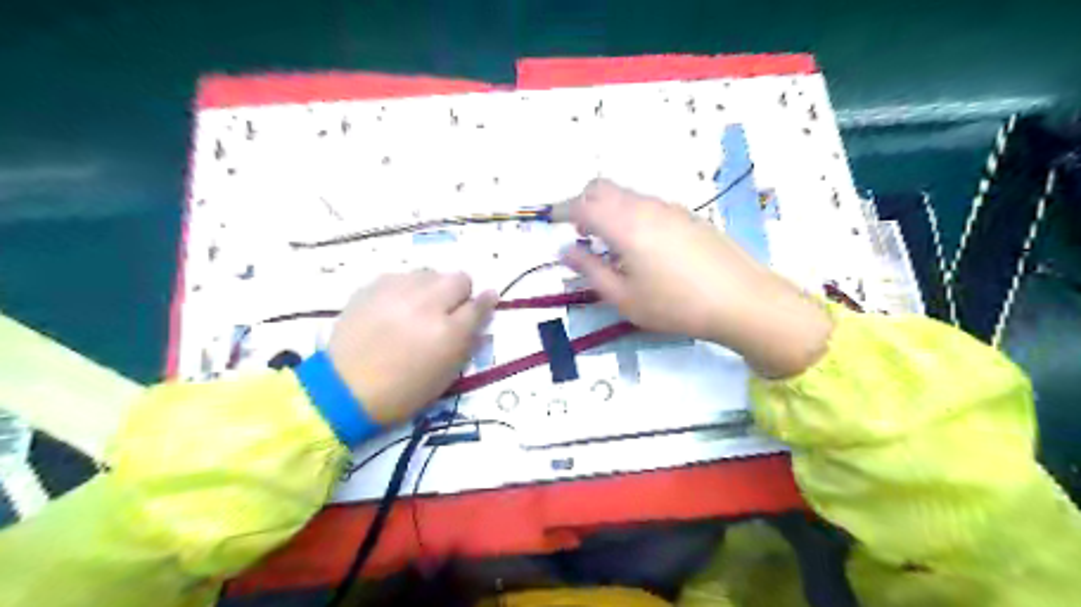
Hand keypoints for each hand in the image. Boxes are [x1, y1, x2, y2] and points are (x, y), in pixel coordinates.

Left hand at [329, 272, 496, 423]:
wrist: (345, 389)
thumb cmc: (403, 392)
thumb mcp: (446, 375)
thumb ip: (467, 343)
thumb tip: (480, 319)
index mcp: (448, 333)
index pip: (479, 305)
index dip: (486, 302)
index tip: (487, 301)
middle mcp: (427, 305)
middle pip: (459, 278)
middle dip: (459, 292)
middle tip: (448, 309)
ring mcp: (398, 291)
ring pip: (430, 273)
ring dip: (432, 288)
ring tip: (418, 308)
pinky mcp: (373, 286)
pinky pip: (403, 276)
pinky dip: (406, 289)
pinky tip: (395, 307)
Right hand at [563, 177, 830, 376]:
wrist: (741, 300)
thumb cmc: (675, 305)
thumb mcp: (624, 297)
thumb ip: (590, 270)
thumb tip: (565, 251)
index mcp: (624, 224)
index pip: (582, 204)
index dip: (561, 211)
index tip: (551, 221)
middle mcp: (645, 206)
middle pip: (602, 188)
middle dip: (583, 204)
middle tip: (580, 234)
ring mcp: (669, 208)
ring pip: (626, 195)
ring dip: (608, 210)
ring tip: (610, 247)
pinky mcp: (687, 215)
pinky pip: (647, 204)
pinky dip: (630, 214)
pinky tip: (641, 247)